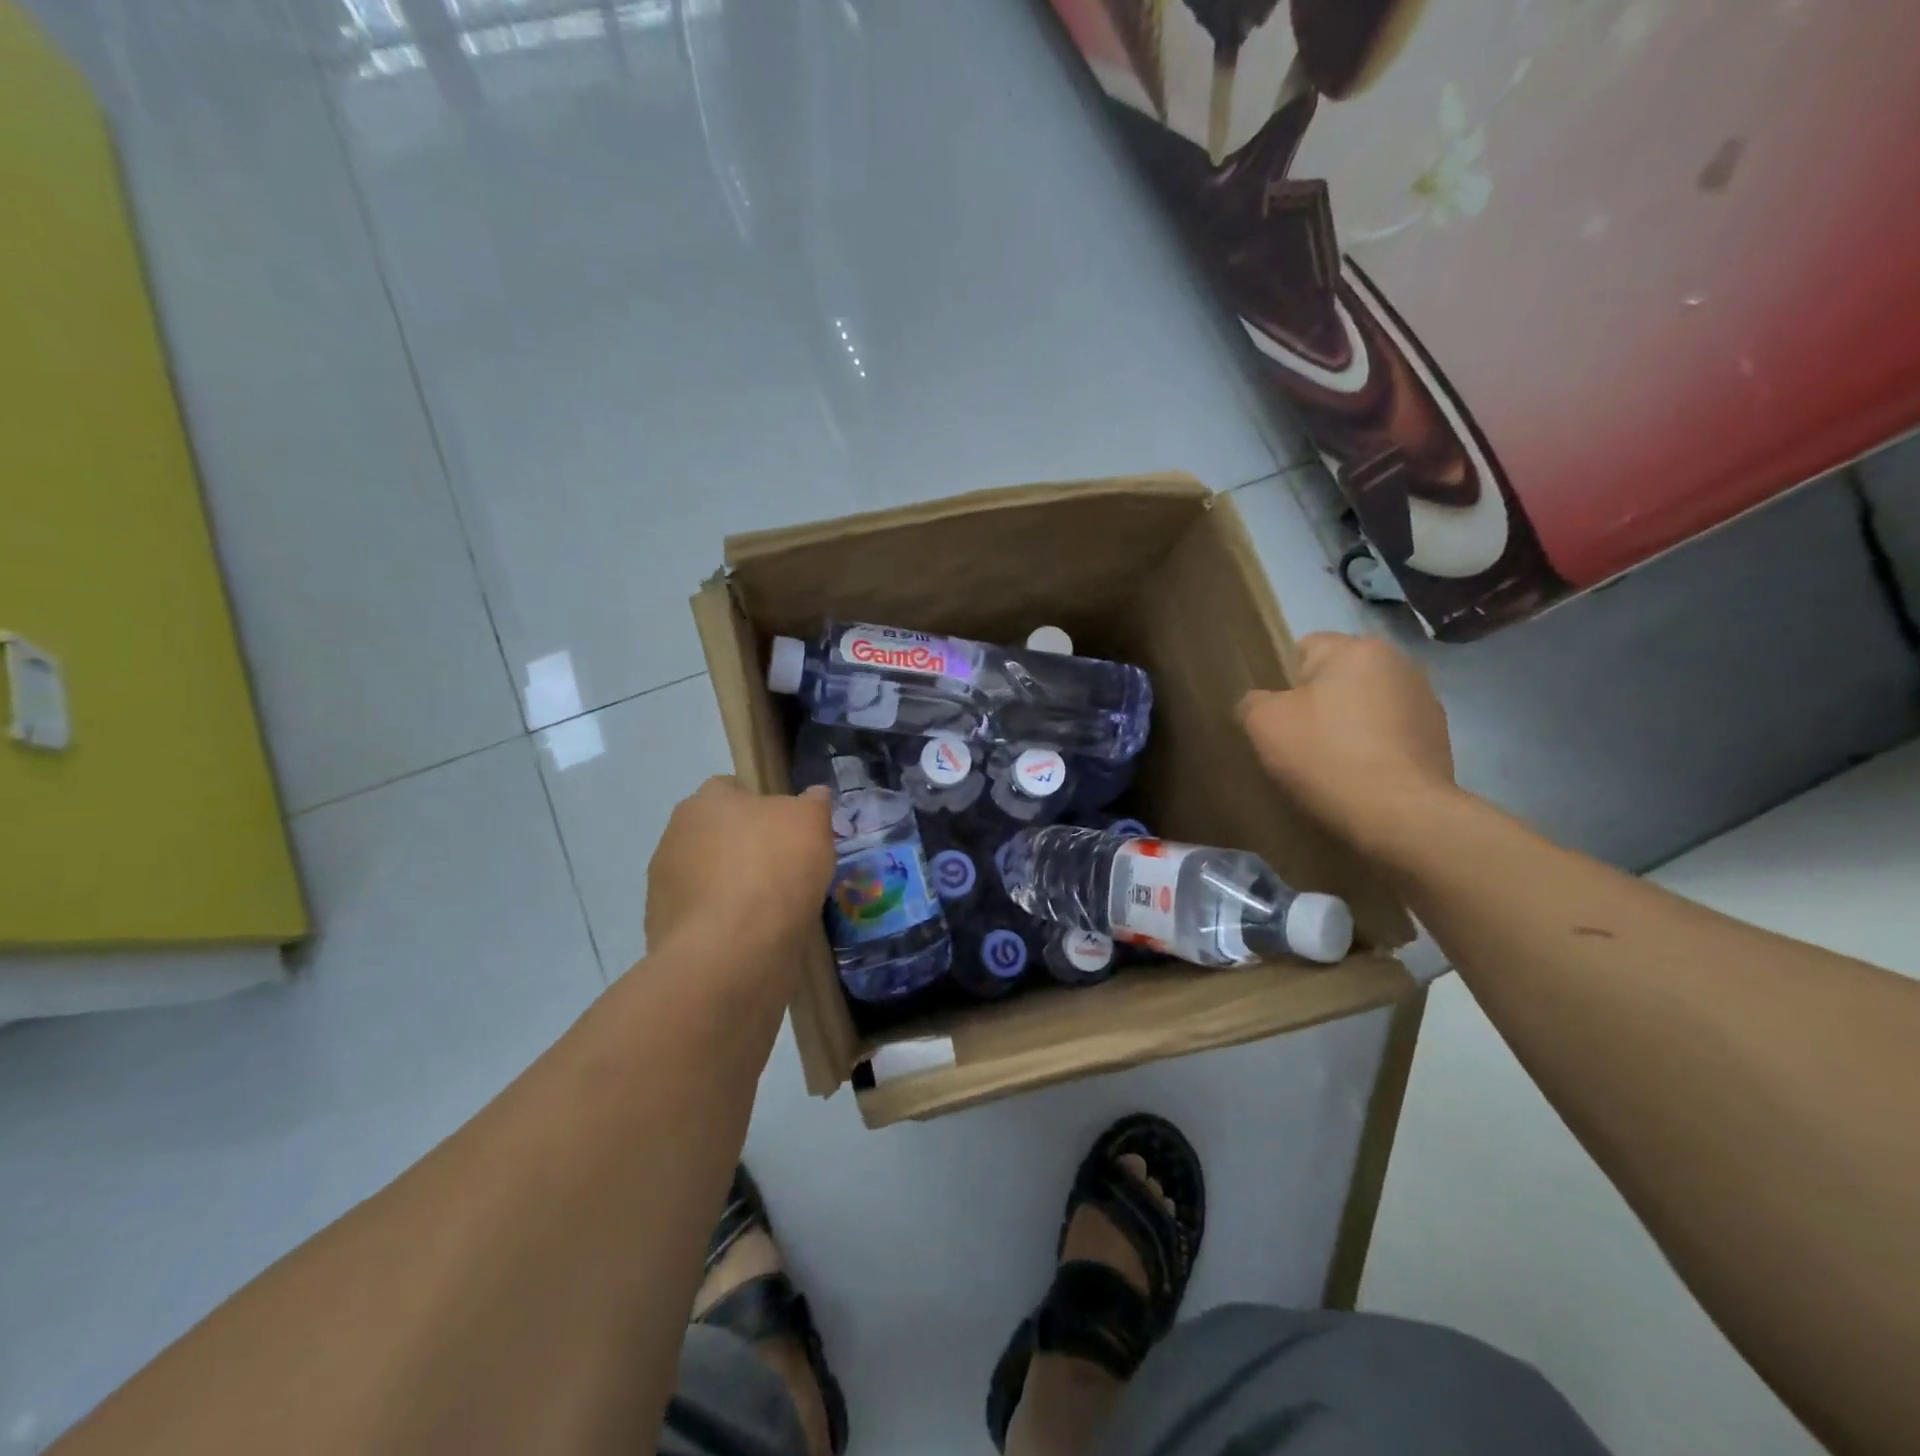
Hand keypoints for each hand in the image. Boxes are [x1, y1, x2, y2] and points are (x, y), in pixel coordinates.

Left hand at [645, 777, 835, 967]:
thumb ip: (812, 803)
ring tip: (774, 910)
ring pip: (710, 878)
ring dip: (734, 887)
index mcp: (704, 803)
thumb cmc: (774, 869)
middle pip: (718, 835)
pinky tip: (754, 937)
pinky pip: (705, 918)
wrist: (732, 952)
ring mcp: (664, 888)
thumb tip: (813, 796)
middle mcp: (674, 837)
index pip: (731, 789)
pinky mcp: (664, 932)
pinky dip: (726, 924)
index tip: (789, 828)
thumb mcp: (812, 822)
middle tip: (786, 868)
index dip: (762, 805)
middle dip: (746, 848)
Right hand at [1238, 632, 1455, 854]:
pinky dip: (1373, 750)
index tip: (1276, 717)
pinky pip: (1389, 735)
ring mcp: (1425, 702)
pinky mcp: (1439, 739)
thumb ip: (1253, 701)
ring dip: (1348, 726)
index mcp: (1357, 649)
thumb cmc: (1325, 755)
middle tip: (1297, 742)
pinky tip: (1359, 778)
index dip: (1282, 681)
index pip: (1304, 648)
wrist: (1398, 815)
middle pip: (1338, 678)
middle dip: (1318, 703)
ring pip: (1365, 707)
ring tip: (1330, 765)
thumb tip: (1260, 703)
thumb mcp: (1264, 723)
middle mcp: (1399, 664)